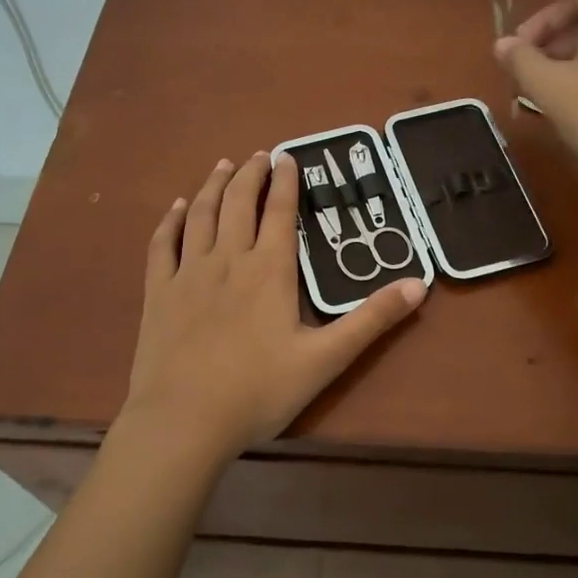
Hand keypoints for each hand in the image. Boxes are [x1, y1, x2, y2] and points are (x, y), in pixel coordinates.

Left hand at [119, 151, 426, 464]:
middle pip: (238, 203)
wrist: (183, 421)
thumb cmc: (258, 391)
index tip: (288, 157)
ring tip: (224, 166)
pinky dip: (170, 220)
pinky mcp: (158, 293)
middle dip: (251, 174)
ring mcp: (188, 274)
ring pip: (200, 215)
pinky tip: (175, 208)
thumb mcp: (326, 359)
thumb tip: (418, 284)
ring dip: (213, 186)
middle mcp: (228, 259)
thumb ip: (371, 319)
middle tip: (260, 155)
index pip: (279, 211)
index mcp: (269, 270)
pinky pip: (163, 244)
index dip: (285, 181)